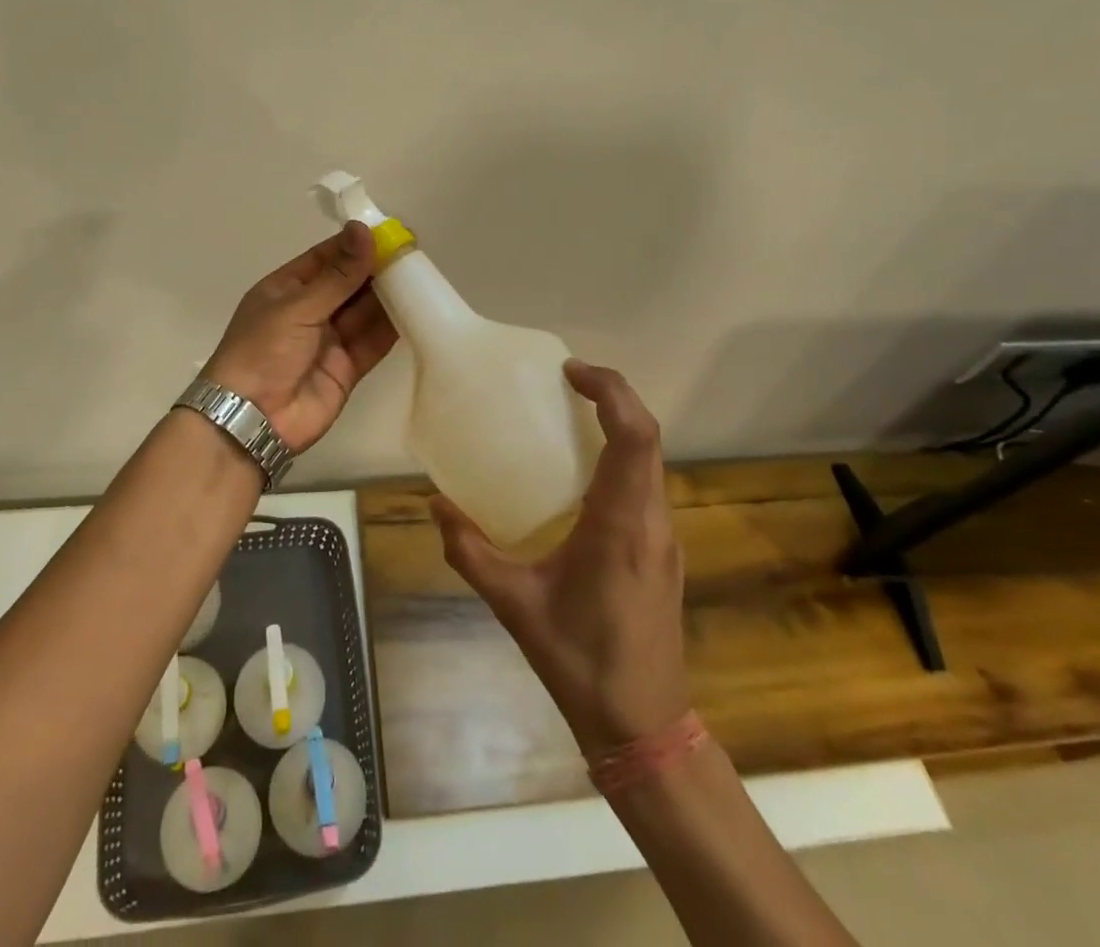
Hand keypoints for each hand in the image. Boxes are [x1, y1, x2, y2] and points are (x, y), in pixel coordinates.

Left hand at [200, 221, 398, 454]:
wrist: (252, 420)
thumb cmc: (263, 351)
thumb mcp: (297, 307)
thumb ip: (338, 275)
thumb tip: (363, 229)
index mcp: (287, 289)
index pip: (326, 258)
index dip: (355, 245)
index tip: (389, 232)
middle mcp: (310, 311)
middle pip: (349, 284)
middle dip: (377, 269)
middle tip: (412, 252)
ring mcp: (329, 340)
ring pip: (364, 311)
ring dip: (389, 296)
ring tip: (421, 276)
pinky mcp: (347, 368)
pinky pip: (372, 342)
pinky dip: (392, 328)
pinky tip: (416, 310)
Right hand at [432, 359, 688, 755]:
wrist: (645, 728)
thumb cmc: (579, 663)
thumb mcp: (513, 605)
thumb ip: (470, 551)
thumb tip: (434, 505)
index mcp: (621, 524)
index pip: (634, 436)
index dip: (609, 391)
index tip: (569, 371)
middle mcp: (652, 521)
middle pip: (647, 437)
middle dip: (612, 396)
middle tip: (565, 381)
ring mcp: (665, 537)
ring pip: (652, 460)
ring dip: (620, 424)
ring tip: (572, 414)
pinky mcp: (663, 551)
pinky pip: (648, 484)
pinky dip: (623, 455)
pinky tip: (584, 472)